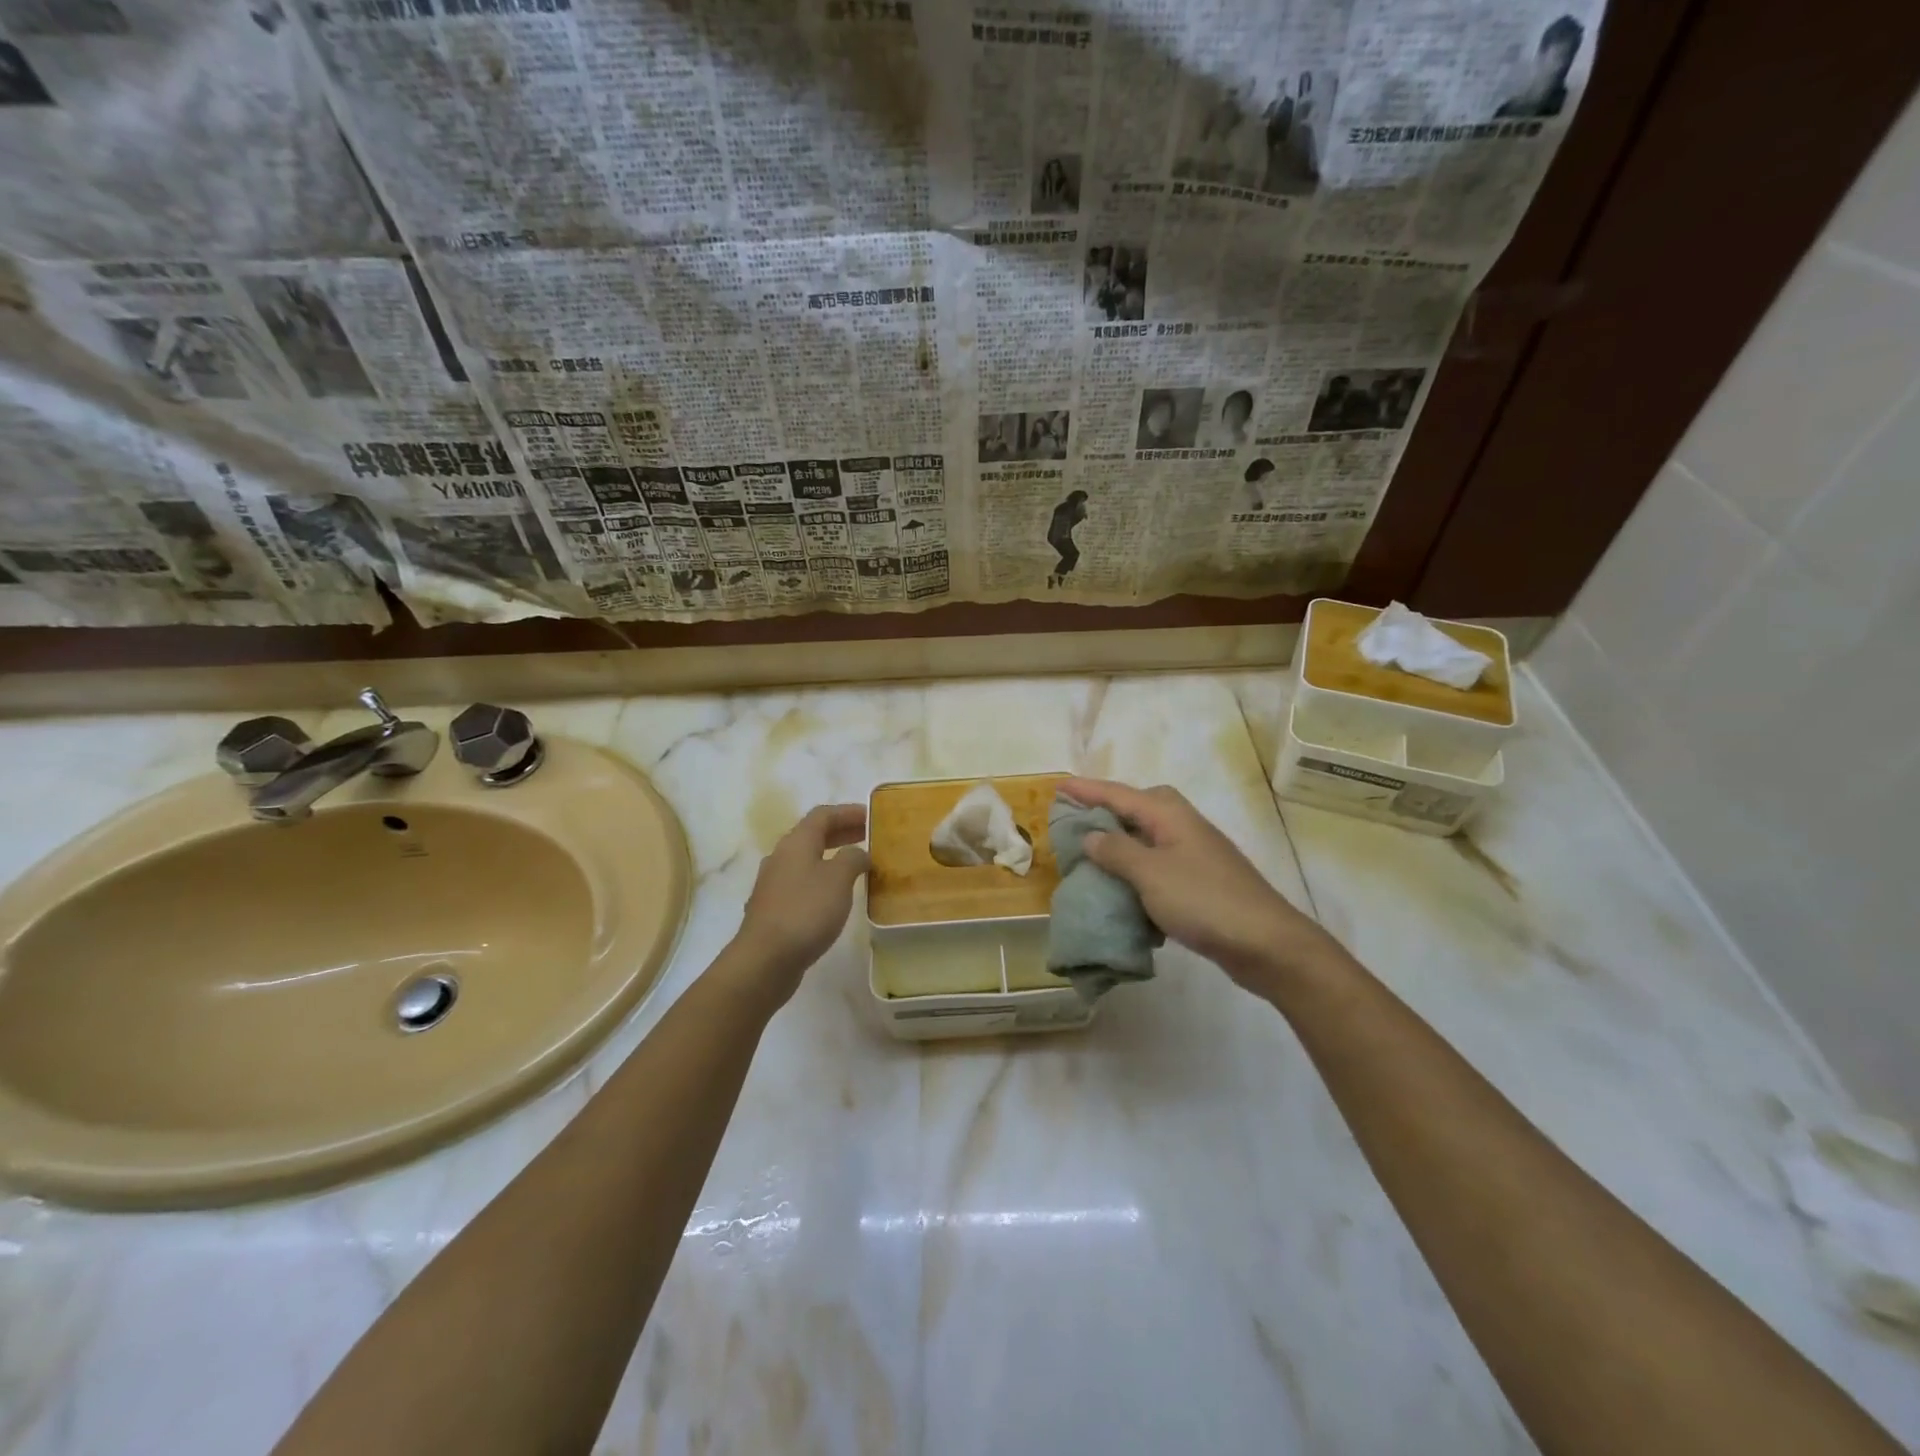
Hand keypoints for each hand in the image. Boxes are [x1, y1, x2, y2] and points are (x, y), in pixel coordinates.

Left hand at [728, 803, 870, 1005]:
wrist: (765, 959)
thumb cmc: (806, 911)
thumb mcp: (838, 879)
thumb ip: (852, 859)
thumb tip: (858, 853)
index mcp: (796, 842)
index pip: (823, 815)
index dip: (848, 812)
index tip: (872, 815)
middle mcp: (781, 857)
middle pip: (813, 835)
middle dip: (841, 832)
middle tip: (868, 835)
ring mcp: (773, 883)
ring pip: (806, 859)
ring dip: (832, 856)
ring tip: (856, 865)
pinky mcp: (773, 908)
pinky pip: (802, 882)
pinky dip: (822, 879)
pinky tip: (835, 895)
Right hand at [1058, 778, 1334, 990]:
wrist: (1265, 943)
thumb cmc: (1203, 900)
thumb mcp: (1150, 873)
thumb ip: (1116, 851)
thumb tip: (1091, 835)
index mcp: (1169, 815)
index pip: (1119, 794)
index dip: (1087, 790)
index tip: (1058, 786)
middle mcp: (1183, 826)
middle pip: (1138, 808)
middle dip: (1108, 810)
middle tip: (1077, 818)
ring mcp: (1194, 854)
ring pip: (1148, 838)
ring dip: (1121, 843)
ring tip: (1092, 854)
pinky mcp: (1200, 882)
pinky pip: (1157, 865)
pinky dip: (1137, 871)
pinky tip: (1124, 889)